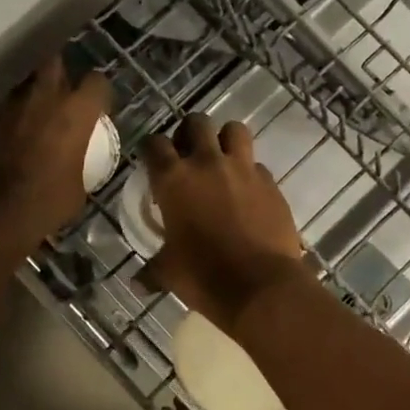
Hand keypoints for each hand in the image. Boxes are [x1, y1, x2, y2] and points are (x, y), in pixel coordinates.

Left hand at [0, 57, 110, 249]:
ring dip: (33, 95)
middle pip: (55, 64)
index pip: (96, 81)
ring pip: (26, 85)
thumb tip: (76, 163)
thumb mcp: (79, 187)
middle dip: (61, 73)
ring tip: (36, 115)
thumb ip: (80, 162)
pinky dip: (11, 118)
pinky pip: (4, 110)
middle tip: (65, 92)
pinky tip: (12, 136)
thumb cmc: (47, 202)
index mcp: (75, 112)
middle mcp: (44, 98)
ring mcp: (10, 106)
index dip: (99, 92)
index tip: (99, 106)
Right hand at [141, 113, 306, 329]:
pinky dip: (250, 172)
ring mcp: (244, 170)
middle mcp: (208, 163)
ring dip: (225, 138)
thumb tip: (137, 283)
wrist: (261, 286)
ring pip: (234, 130)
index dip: (151, 148)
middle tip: (187, 152)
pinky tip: (248, 192)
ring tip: (222, 158)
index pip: (154, 144)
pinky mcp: (271, 183)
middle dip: (189, 131)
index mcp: (174, 180)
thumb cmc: (205, 276)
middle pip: (197, 123)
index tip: (152, 159)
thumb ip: (151, 271)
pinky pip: (258, 165)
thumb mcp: (169, 273)